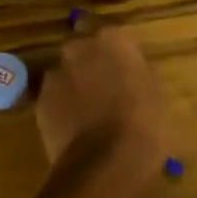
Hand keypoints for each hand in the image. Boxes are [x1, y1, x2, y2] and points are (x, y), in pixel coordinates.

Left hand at [36, 24, 166, 183]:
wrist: (104, 163)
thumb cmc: (144, 125)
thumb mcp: (156, 94)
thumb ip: (138, 74)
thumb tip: (130, 74)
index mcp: (113, 40)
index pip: (111, 33)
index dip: (115, 52)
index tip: (122, 67)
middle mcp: (79, 48)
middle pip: (82, 49)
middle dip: (89, 64)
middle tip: (104, 89)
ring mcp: (55, 74)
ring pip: (65, 74)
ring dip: (74, 86)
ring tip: (88, 114)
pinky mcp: (40, 101)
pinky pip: (53, 98)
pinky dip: (61, 108)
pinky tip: (75, 129)